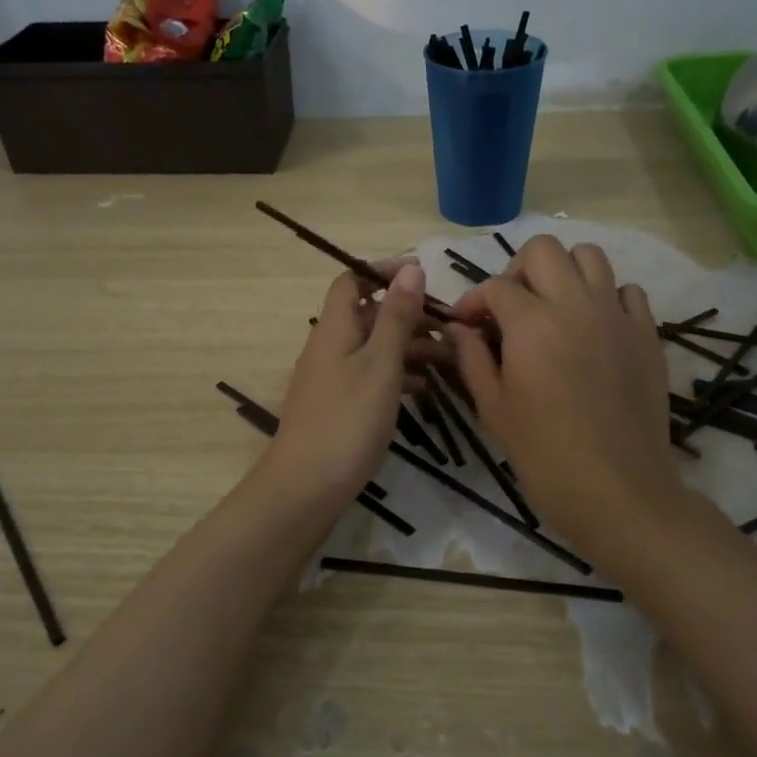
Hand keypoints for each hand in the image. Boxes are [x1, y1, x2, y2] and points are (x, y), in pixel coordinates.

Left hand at [264, 263, 442, 510]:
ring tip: (450, 357)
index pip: (352, 280)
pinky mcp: (339, 406)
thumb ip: (397, 316)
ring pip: (374, 347)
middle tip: (449, 324)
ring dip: (409, 346)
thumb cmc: (347, 420)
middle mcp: (330, 346)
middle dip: (408, 313)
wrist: (306, 488)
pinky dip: (399, 375)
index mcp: (335, 328)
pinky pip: (372, 376)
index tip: (423, 275)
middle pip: (369, 314)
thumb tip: (411, 268)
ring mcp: (332, 378)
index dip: (383, 271)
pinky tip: (426, 388)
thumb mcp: (380, 364)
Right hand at [448, 237, 682, 555]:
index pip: (495, 287)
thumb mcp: (494, 408)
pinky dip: (606, 296)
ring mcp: (617, 316)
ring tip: (552, 308)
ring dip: (564, 272)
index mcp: (531, 323)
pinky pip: (627, 291)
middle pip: (544, 250)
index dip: (473, 301)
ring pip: (590, 256)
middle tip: (510, 308)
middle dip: (517, 271)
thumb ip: (472, 358)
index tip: (465, 325)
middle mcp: (576, 304)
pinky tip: (594, 328)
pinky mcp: (647, 334)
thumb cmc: (544, 455)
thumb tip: (458, 329)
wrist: (619, 491)